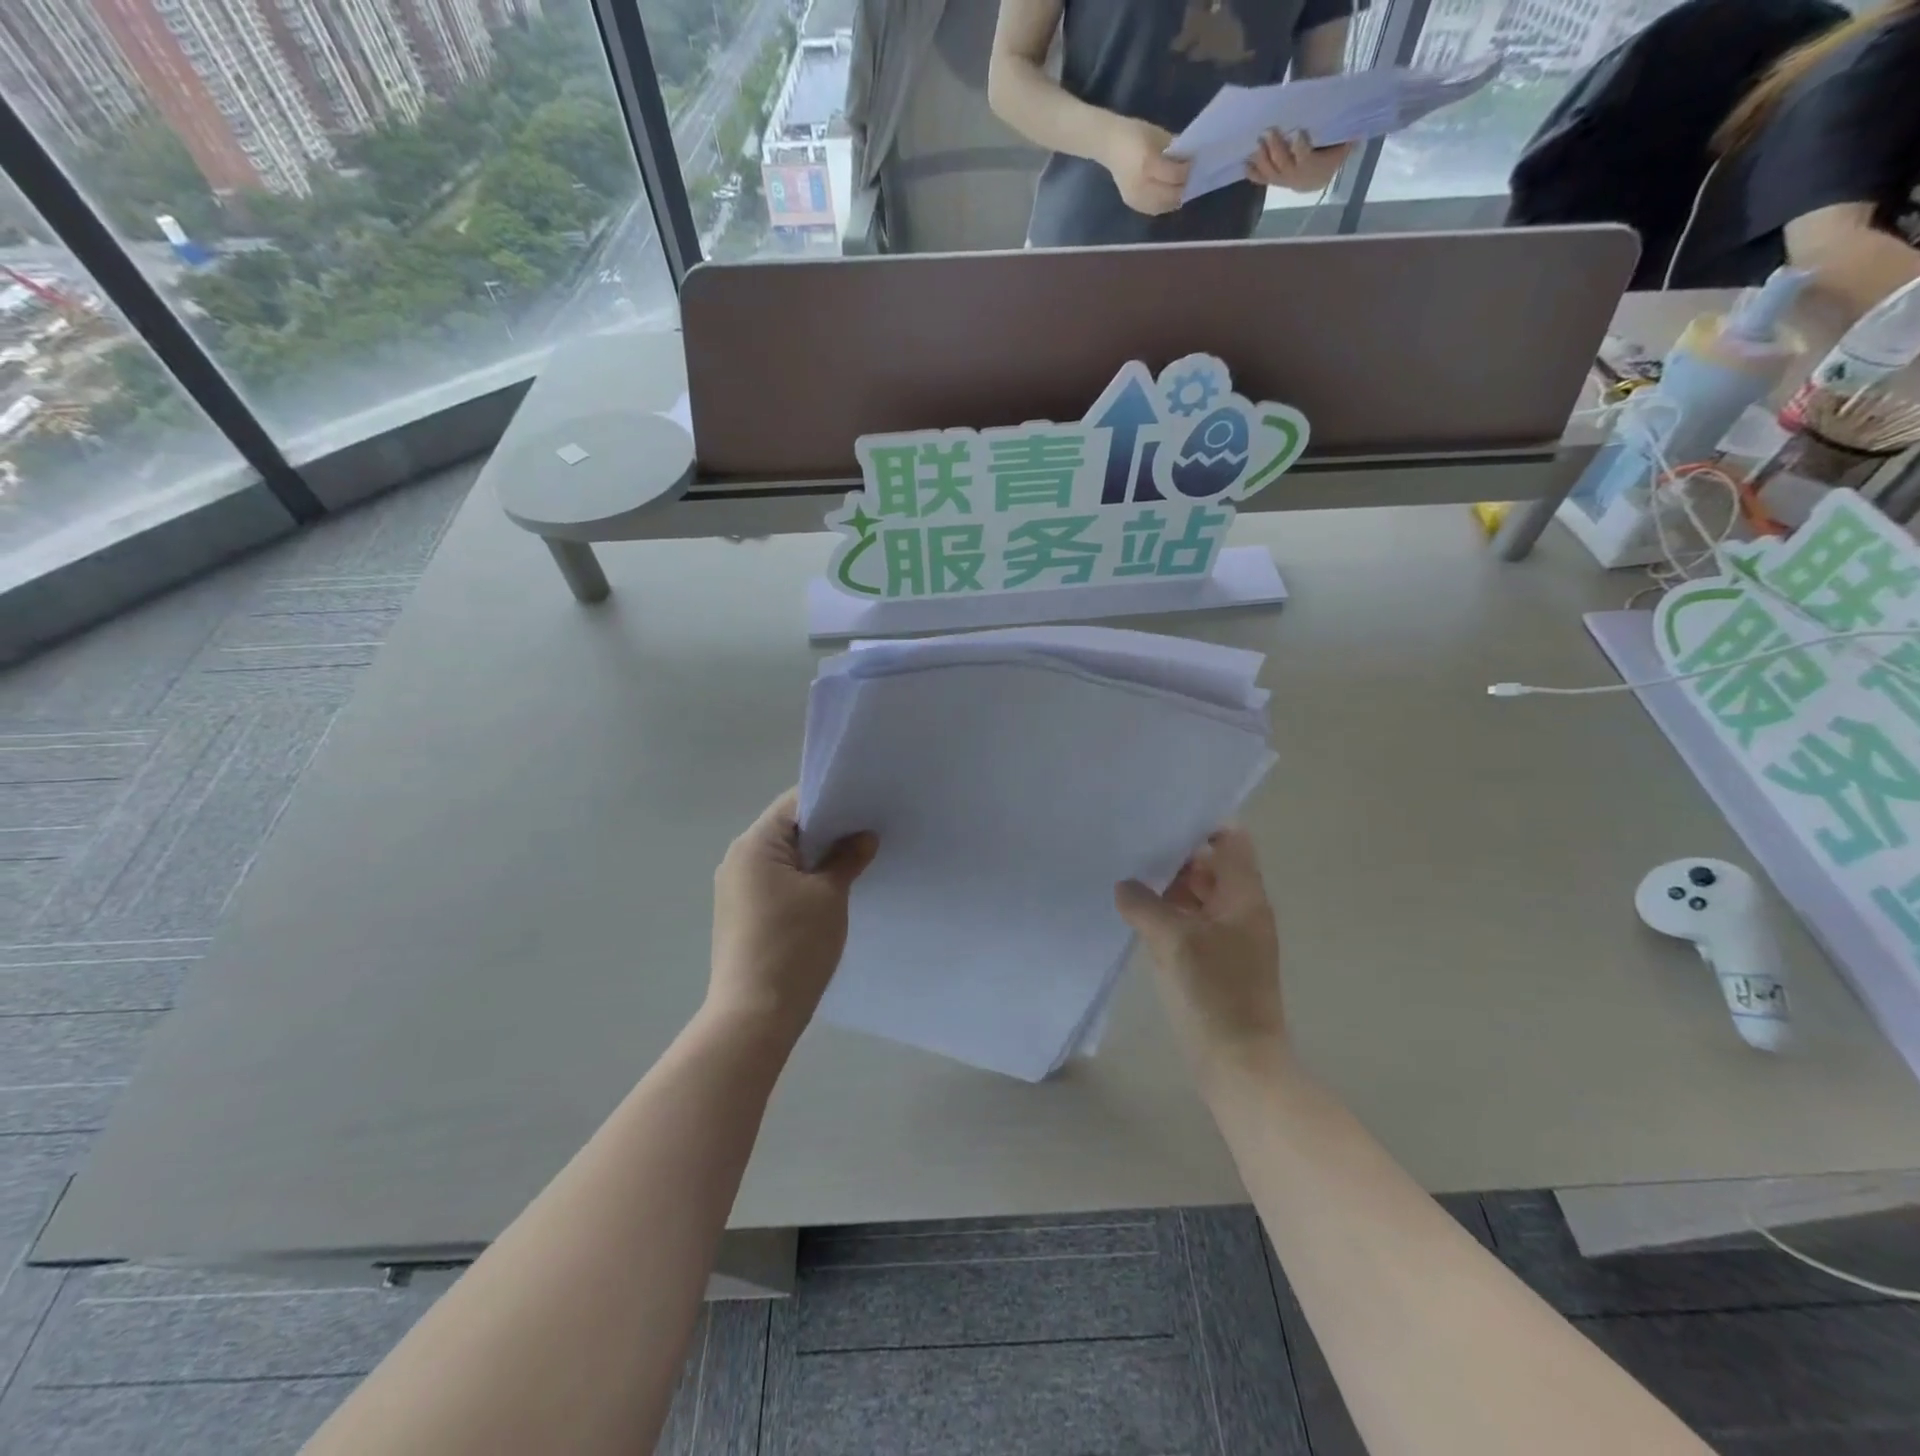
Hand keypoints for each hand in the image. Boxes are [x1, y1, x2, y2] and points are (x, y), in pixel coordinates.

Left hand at [710, 788, 877, 1039]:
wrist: (754, 1015)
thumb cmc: (794, 945)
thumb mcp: (830, 895)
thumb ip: (847, 858)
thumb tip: (864, 837)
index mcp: (754, 844)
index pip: (795, 803)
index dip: (832, 800)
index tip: (865, 805)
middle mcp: (738, 859)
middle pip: (788, 829)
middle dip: (828, 830)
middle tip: (869, 832)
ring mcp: (736, 888)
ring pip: (783, 857)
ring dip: (816, 857)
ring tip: (856, 860)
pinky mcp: (741, 914)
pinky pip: (776, 881)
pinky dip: (803, 880)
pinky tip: (831, 892)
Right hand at [1099, 116, 1189, 215]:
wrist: (1109, 145)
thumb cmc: (1135, 134)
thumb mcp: (1158, 136)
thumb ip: (1173, 151)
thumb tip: (1189, 162)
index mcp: (1148, 164)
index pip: (1175, 175)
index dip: (1187, 171)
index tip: (1193, 164)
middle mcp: (1141, 185)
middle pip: (1170, 195)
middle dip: (1182, 188)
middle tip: (1190, 180)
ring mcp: (1135, 197)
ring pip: (1163, 206)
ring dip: (1174, 199)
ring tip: (1180, 189)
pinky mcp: (1132, 204)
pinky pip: (1153, 209)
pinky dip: (1164, 204)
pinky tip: (1168, 196)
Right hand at [1115, 827, 1285, 1074]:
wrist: (1239, 1065)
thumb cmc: (1213, 994)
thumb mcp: (1172, 941)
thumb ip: (1144, 905)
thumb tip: (1125, 887)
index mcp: (1244, 897)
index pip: (1231, 841)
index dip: (1202, 826)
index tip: (1162, 819)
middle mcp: (1242, 911)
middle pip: (1212, 867)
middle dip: (1176, 858)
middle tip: (1134, 847)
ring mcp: (1231, 939)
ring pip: (1199, 897)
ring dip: (1170, 889)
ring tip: (1128, 877)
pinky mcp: (1216, 963)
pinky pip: (1192, 925)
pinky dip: (1170, 916)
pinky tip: (1137, 916)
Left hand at [1246, 130, 1350, 192]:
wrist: (1317, 176)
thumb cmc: (1330, 154)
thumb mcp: (1342, 145)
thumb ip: (1347, 135)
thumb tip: (1360, 123)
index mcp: (1312, 168)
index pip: (1305, 157)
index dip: (1300, 147)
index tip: (1297, 133)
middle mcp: (1294, 177)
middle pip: (1282, 163)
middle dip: (1275, 148)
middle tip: (1268, 131)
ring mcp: (1282, 180)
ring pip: (1269, 171)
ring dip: (1261, 158)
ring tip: (1256, 143)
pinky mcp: (1273, 180)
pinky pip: (1261, 179)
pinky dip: (1252, 173)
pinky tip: (1245, 163)